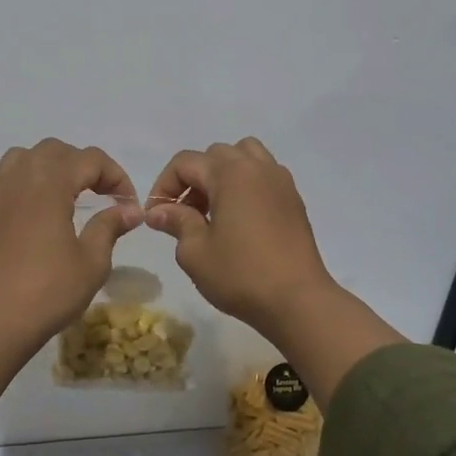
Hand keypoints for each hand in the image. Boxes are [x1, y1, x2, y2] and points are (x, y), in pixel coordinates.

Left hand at [0, 139, 143, 345]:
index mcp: (50, 183)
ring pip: (15, 160)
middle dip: (79, 165)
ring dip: (40, 168)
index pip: (90, 159)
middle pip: (52, 150)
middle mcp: (18, 180)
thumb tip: (130, 209)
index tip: (127, 204)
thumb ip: (110, 226)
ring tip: (55, 195)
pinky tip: (8, 218)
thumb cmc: (50, 291)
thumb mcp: (92, 261)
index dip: (115, 175)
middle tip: (97, 194)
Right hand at [144, 138, 336, 331]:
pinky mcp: (294, 199)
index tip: (157, 216)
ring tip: (215, 208)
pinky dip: (246, 184)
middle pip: (214, 155)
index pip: (185, 163)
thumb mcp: (195, 252)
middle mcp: (256, 167)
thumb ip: (176, 222)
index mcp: (229, 173)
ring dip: (222, 174)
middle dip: (193, 179)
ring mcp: (279, 181)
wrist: (298, 300)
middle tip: (184, 214)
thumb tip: (159, 211)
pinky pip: (264, 175)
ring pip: (244, 157)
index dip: (164, 186)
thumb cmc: (241, 275)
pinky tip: (241, 219)